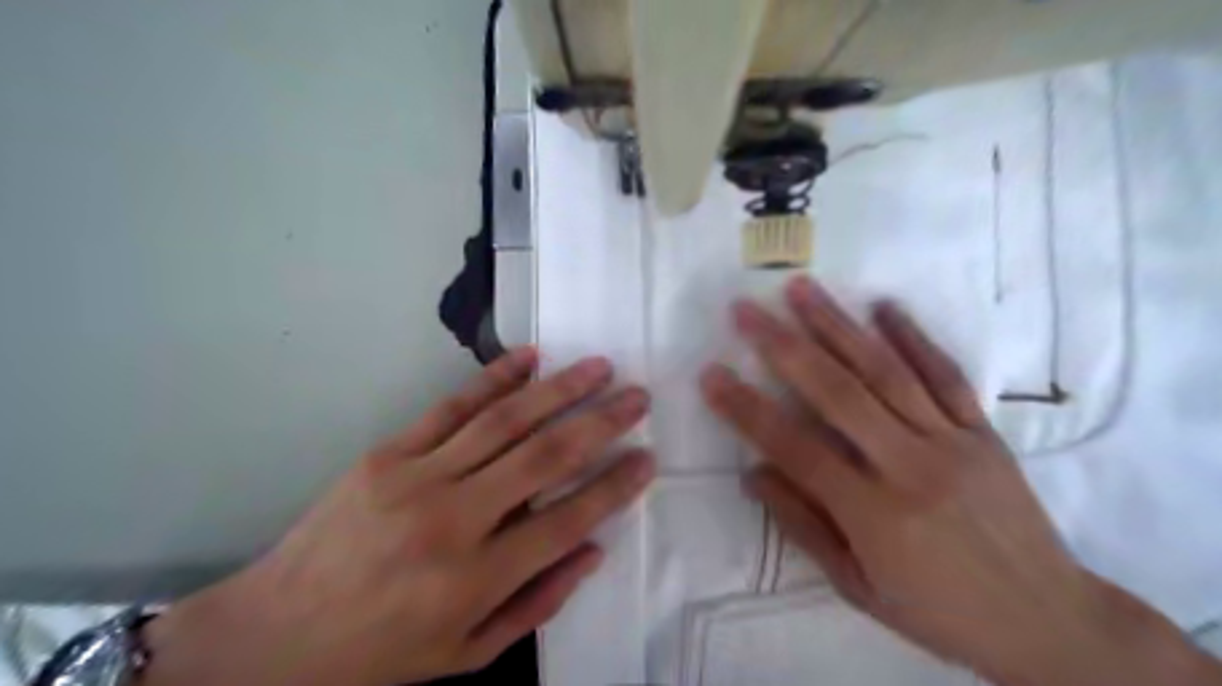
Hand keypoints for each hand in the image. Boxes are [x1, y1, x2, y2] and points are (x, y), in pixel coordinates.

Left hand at [142, 348, 653, 685]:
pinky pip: (452, 407)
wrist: (271, 634)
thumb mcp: (465, 654)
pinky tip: (530, 357)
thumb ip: (537, 602)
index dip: (614, 488)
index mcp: (474, 580)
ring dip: (559, 389)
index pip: (567, 521)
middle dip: (601, 423)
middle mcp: (451, 520)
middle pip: (544, 458)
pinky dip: (495, 378)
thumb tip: (593, 549)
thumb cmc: (377, 654)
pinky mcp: (387, 453)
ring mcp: (415, 477)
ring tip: (599, 367)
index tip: (648, 459)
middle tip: (638, 397)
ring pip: (505, 421)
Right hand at [698, 277, 1221, 685]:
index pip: (795, 448)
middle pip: (837, 393)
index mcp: (875, 514)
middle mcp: (911, 466)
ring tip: (801, 288)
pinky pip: (945, 374)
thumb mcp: (857, 586)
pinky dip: (913, 336)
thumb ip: (802, 525)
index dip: (747, 410)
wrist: (1049, 620)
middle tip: (745, 309)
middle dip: (783, 346)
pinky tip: (883, 305)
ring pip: (885, 371)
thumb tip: (752, 474)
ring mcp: (952, 441)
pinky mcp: (982, 431)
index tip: (711, 375)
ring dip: (837, 324)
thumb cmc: (939, 613)